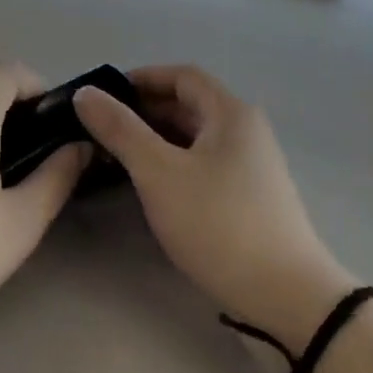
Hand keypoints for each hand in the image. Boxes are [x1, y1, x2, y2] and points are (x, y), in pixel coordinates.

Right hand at [75, 66, 352, 351]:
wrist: (288, 297)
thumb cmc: (219, 224)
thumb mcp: (159, 174)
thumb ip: (120, 130)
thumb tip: (85, 93)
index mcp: (230, 113)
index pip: (182, 76)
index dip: (142, 78)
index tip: (104, 95)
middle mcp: (245, 130)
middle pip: (188, 105)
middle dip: (144, 111)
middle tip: (101, 129)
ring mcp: (251, 164)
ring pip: (195, 137)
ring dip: (156, 139)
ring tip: (117, 157)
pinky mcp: (250, 196)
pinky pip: (204, 163)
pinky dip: (174, 163)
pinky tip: (151, 185)